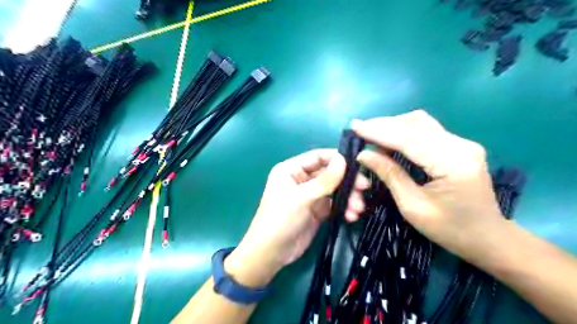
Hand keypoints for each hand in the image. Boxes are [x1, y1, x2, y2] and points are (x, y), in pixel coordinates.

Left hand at [224, 149, 368, 286]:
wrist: (271, 254)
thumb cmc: (280, 220)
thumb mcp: (302, 198)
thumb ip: (324, 180)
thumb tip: (343, 159)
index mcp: (291, 169)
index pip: (318, 157)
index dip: (337, 159)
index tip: (357, 165)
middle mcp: (301, 179)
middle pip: (329, 174)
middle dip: (347, 181)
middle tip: (365, 188)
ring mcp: (310, 195)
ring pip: (335, 189)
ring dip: (348, 197)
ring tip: (357, 209)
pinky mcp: (317, 210)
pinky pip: (335, 204)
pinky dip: (344, 208)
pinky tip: (352, 216)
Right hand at [352, 110, 505, 262]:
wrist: (488, 238)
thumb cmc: (450, 230)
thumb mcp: (413, 207)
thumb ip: (390, 175)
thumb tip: (364, 155)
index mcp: (453, 163)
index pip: (410, 138)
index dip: (379, 131)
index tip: (355, 126)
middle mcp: (461, 146)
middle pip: (416, 123)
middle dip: (384, 125)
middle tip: (360, 131)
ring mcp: (462, 143)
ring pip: (421, 123)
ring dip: (394, 126)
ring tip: (372, 136)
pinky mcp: (459, 146)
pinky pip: (426, 131)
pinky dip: (404, 132)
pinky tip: (390, 140)